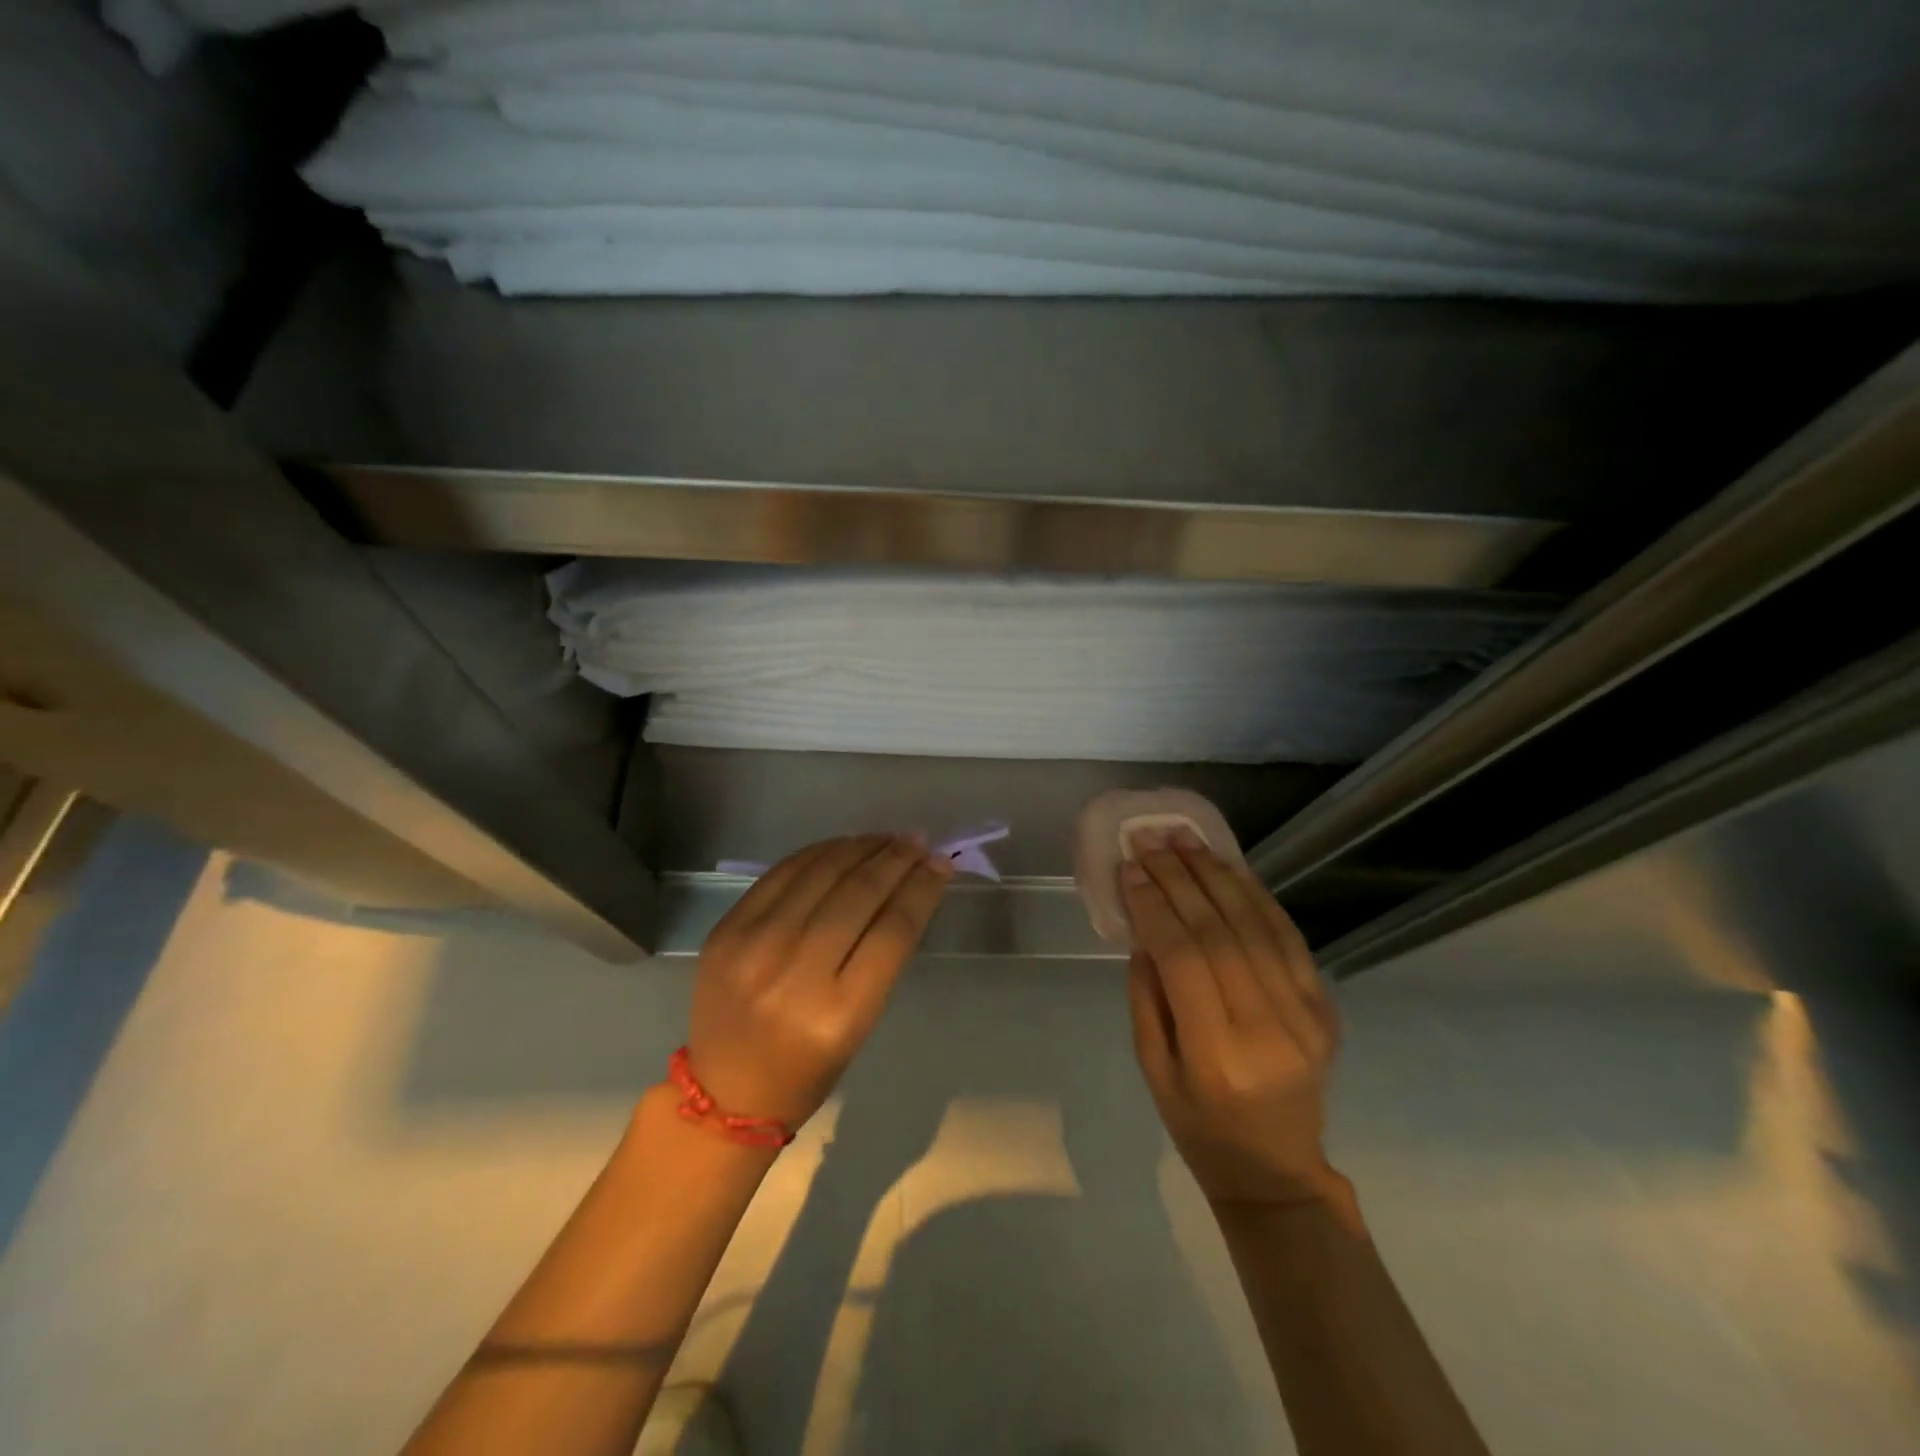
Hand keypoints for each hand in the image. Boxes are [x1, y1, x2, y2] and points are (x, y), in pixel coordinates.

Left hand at [688, 834, 952, 1128]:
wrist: (723, 1092)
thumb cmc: (806, 1070)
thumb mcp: (859, 1023)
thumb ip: (882, 955)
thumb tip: (908, 888)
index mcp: (839, 1014)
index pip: (893, 930)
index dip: (922, 888)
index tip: (941, 863)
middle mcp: (795, 974)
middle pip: (859, 894)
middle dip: (896, 860)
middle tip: (918, 841)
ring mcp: (754, 946)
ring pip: (821, 873)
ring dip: (861, 847)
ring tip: (886, 838)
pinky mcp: (727, 929)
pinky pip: (782, 873)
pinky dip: (819, 853)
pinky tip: (843, 846)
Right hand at [1122, 827, 1343, 1206]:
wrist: (1277, 1170)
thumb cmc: (1198, 1126)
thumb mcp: (1152, 1068)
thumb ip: (1147, 995)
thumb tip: (1144, 928)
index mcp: (1216, 1054)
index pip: (1183, 959)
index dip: (1154, 906)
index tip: (1130, 869)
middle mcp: (1267, 1029)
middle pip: (1219, 932)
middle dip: (1180, 879)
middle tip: (1151, 840)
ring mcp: (1304, 1016)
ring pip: (1257, 926)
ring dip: (1217, 876)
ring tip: (1185, 841)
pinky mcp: (1324, 1007)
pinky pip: (1289, 938)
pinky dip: (1258, 897)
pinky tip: (1230, 869)